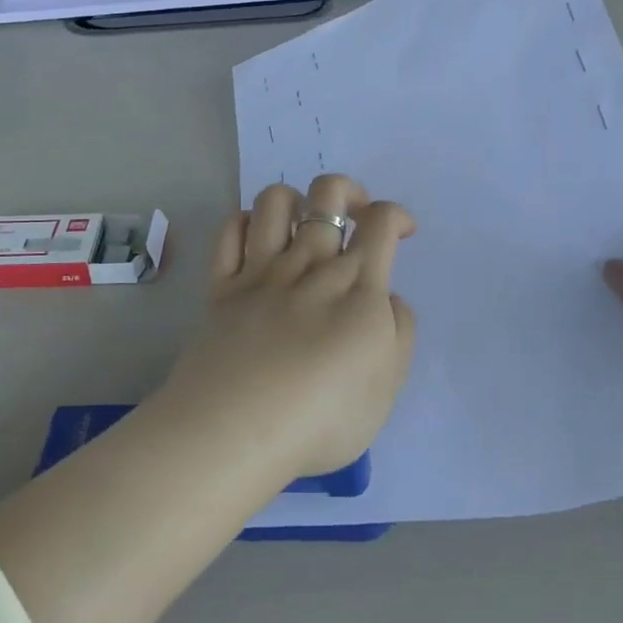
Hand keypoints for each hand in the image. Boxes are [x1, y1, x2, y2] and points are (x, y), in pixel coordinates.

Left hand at [160, 174, 417, 478]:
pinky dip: (244, 222)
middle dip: (349, 191)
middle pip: (328, 193)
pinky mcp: (221, 286)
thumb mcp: (387, 389)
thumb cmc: (322, 419)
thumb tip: (387, 298)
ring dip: (296, 199)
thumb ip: (399, 334)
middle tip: (355, 219)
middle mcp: (310, 265)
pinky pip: (229, 231)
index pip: (381, 222)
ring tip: (302, 226)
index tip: (401, 234)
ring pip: (275, 200)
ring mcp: (261, 271)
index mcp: (358, 287)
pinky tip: (255, 239)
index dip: (397, 215)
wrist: (236, 431)